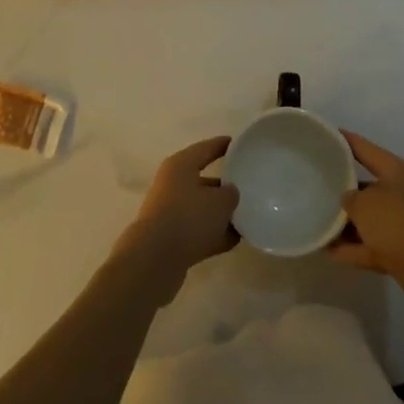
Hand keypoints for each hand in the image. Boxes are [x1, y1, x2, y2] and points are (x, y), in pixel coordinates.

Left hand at [115, 137, 239, 302]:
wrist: (155, 259)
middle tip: (248, 188)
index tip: (239, 144)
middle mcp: (172, 185)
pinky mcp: (171, 239)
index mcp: (181, 165)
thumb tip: (230, 194)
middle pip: (203, 181)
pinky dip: (214, 235)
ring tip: (247, 218)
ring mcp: (170, 213)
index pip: (205, 149)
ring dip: (221, 215)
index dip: (222, 145)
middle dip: (224, 186)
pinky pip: (198, 232)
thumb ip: (230, 194)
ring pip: (201, 209)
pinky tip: (235, 241)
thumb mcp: (220, 201)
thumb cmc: (188, 217)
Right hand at [329, 132, 403, 310]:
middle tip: (311, 184)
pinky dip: (349, 248)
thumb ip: (349, 199)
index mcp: (394, 171)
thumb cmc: (399, 222)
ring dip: (343, 223)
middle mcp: (398, 193)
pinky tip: (324, 249)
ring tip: (313, 219)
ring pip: (365, 219)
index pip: (363, 149)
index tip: (323, 135)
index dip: (343, 140)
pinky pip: (366, 246)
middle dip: (340, 187)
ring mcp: (399, 224)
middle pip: (364, 186)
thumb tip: (347, 202)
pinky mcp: (397, 252)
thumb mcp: (365, 203)